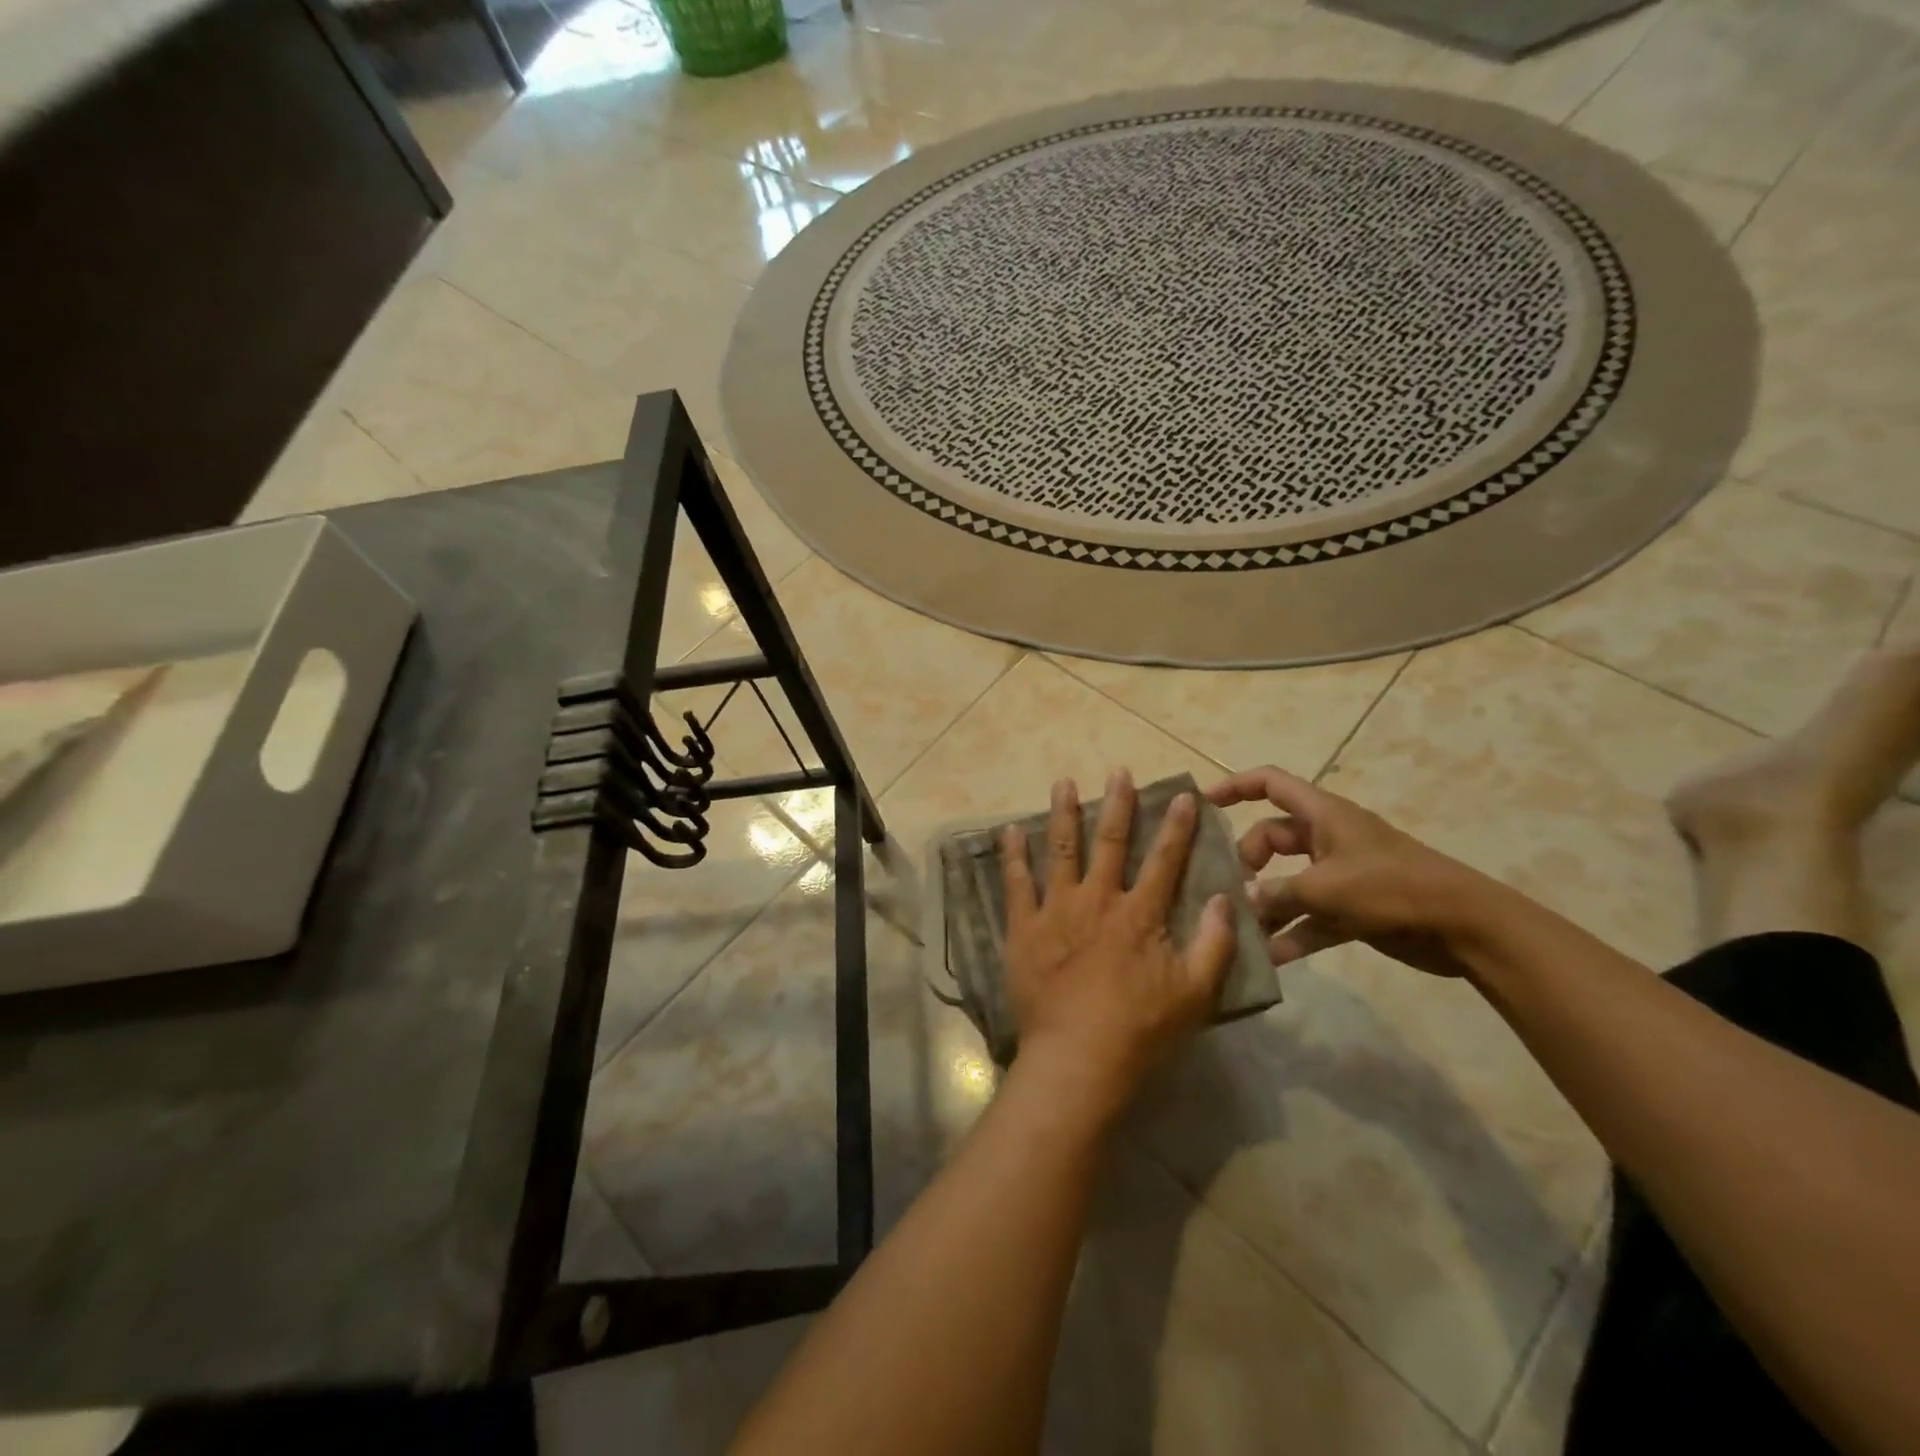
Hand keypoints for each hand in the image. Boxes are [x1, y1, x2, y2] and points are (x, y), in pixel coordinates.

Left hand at [1001, 771, 1235, 1118]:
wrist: (1077, 1058)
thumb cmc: (1140, 1029)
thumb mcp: (1195, 994)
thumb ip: (1214, 944)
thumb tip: (1226, 899)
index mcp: (1139, 914)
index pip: (1164, 859)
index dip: (1176, 826)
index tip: (1181, 795)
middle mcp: (1097, 900)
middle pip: (1109, 842)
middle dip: (1117, 804)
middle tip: (1118, 771)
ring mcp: (1056, 910)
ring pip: (1060, 850)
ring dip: (1063, 813)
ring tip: (1063, 782)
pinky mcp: (1023, 927)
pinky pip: (1016, 883)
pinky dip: (1013, 855)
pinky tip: (1009, 830)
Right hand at [1206, 765, 1492, 977]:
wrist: (1466, 927)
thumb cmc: (1391, 888)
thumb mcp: (1325, 888)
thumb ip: (1276, 894)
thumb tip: (1241, 903)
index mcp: (1322, 815)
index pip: (1270, 783)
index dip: (1234, 786)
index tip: (1202, 805)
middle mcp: (1327, 839)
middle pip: (1271, 838)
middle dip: (1247, 862)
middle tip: (1230, 890)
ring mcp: (1340, 875)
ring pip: (1288, 883)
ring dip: (1266, 906)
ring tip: (1239, 930)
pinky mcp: (1352, 910)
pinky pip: (1310, 918)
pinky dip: (1292, 934)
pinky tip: (1271, 959)